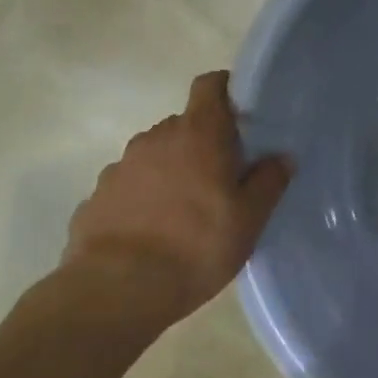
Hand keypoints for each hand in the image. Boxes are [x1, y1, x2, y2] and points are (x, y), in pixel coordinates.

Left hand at [60, 70, 291, 333]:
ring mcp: (120, 166)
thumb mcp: (250, 220)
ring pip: (156, 155)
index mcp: (198, 134)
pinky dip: (145, 197)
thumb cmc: (196, 246)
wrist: (115, 291)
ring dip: (173, 170)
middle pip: (185, 124)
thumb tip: (281, 157)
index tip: (242, 114)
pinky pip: (131, 185)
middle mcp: (156, 139)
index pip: (210, 85)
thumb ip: (269, 182)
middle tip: (223, 177)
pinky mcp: (96, 197)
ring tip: (187, 212)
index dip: (226, 90)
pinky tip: (154, 232)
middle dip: (204, 142)